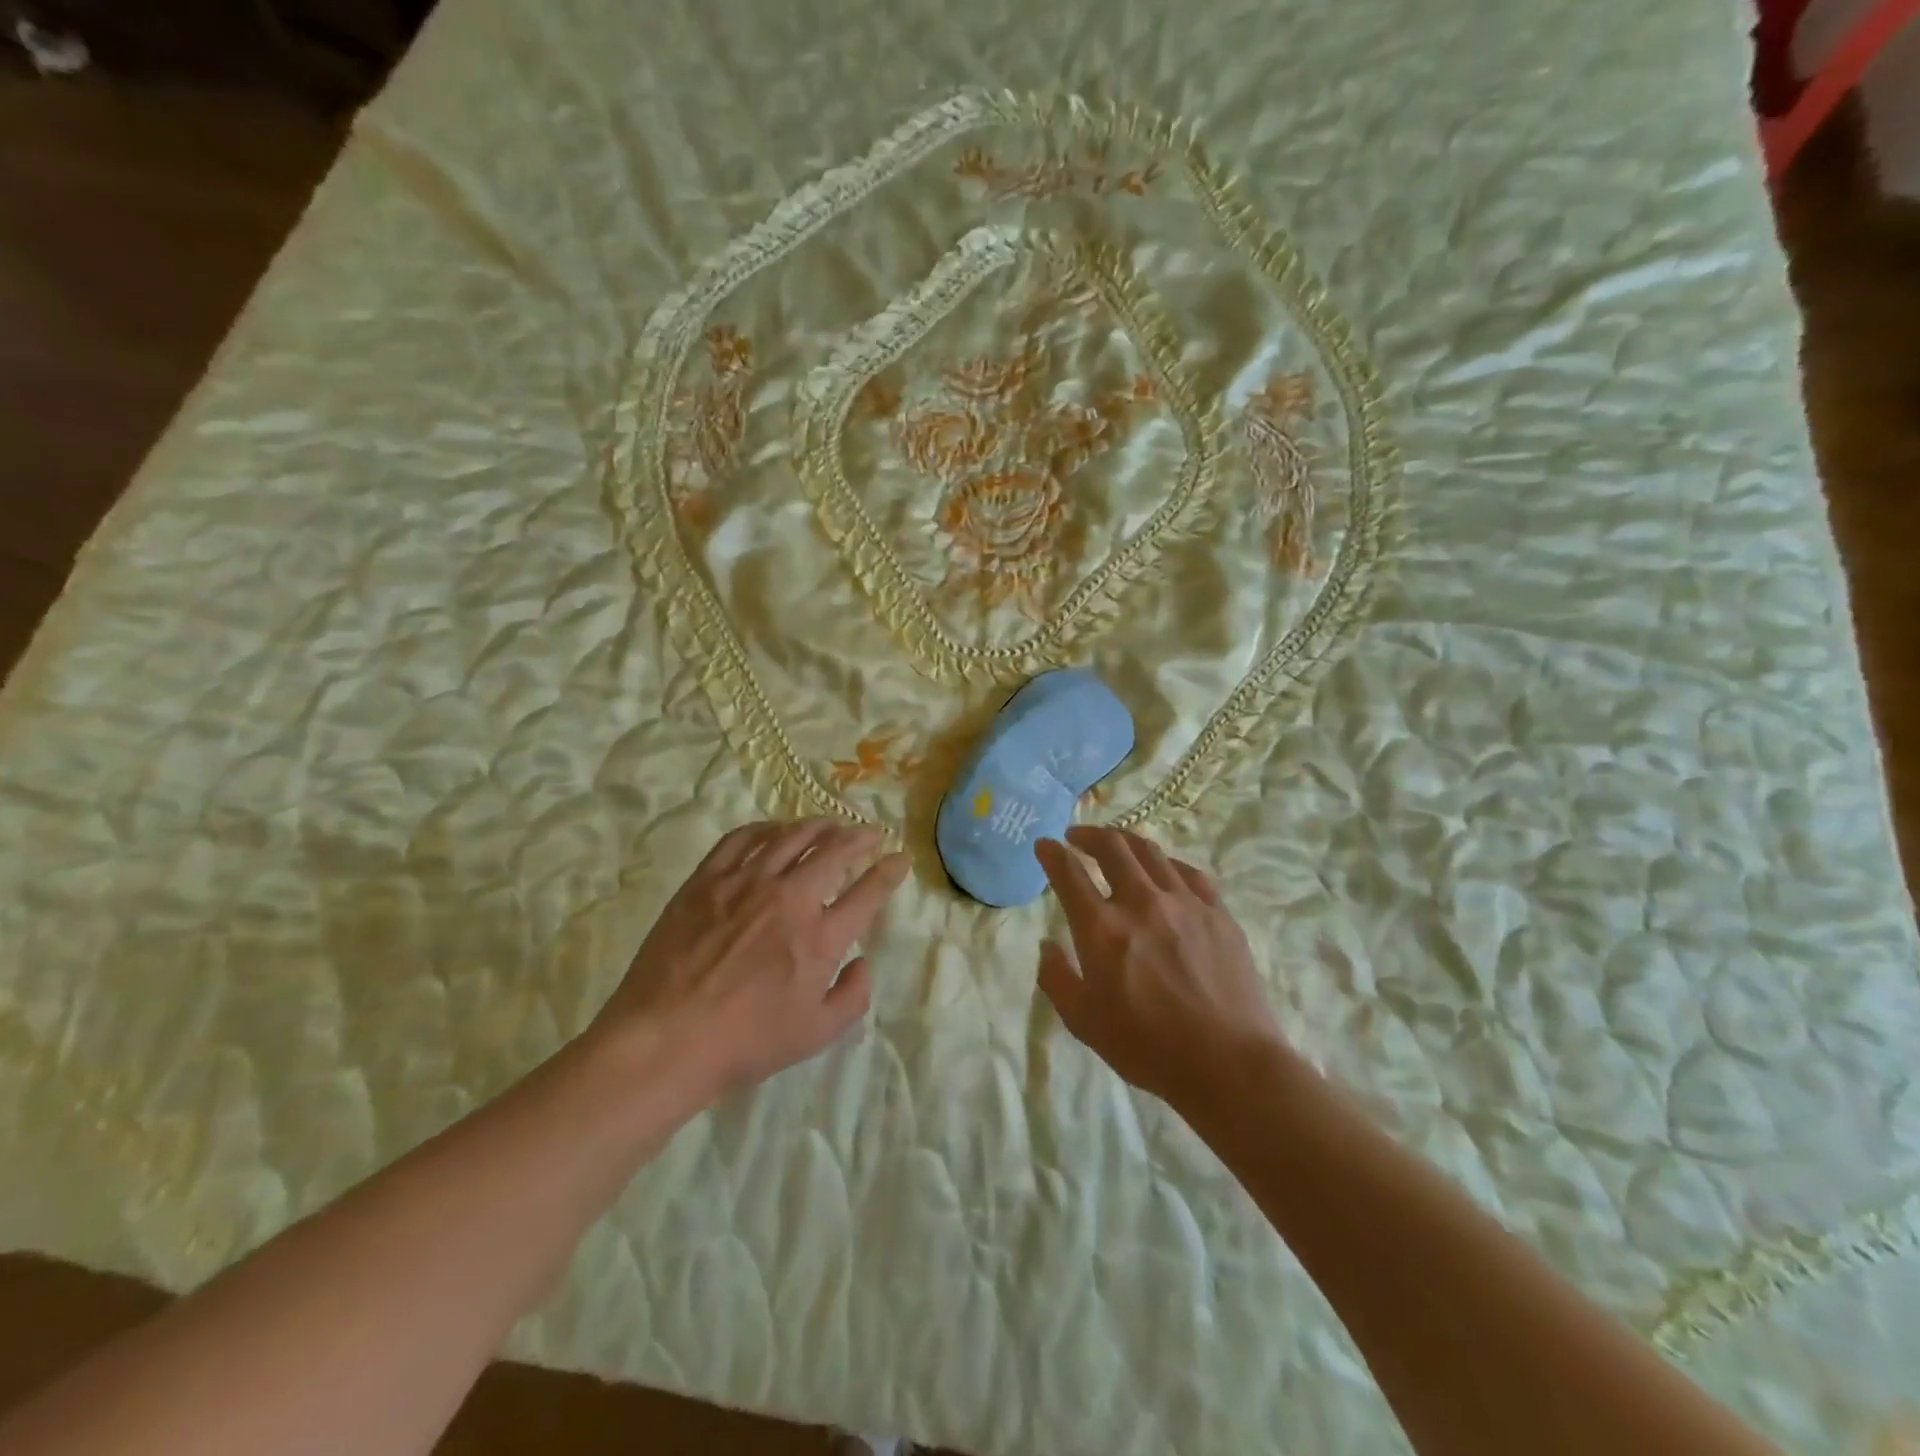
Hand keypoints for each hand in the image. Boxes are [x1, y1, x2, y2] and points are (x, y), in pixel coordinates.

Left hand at [595, 819, 909, 1101]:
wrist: (665, 1040)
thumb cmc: (745, 1044)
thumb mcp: (816, 1034)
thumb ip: (853, 996)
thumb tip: (862, 961)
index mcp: (820, 937)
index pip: (868, 891)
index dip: (890, 871)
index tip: (899, 858)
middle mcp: (789, 898)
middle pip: (834, 850)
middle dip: (860, 837)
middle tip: (869, 834)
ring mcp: (745, 883)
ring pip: (791, 836)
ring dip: (818, 826)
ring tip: (829, 824)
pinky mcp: (707, 879)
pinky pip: (742, 838)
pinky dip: (766, 828)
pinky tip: (775, 830)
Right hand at [1035, 827, 1283, 1111]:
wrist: (1229, 1063)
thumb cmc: (1148, 1047)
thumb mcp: (1084, 1022)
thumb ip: (1057, 979)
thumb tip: (1047, 946)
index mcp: (1101, 929)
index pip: (1068, 873)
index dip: (1051, 853)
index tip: (1044, 844)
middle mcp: (1140, 902)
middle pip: (1111, 847)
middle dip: (1088, 834)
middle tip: (1076, 837)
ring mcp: (1184, 903)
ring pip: (1150, 852)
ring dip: (1125, 841)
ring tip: (1115, 845)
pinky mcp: (1217, 912)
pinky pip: (1188, 872)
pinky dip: (1167, 863)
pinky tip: (1163, 869)